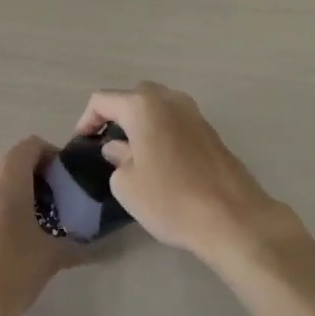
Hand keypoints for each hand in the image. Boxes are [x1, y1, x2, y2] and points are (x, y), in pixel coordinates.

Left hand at [0, 136, 76, 315]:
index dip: (53, 159)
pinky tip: (11, 237)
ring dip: (15, 194)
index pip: (34, 146)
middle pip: (13, 163)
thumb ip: (75, 242)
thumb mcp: (52, 254)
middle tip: (55, 205)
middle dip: (35, 179)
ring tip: (34, 224)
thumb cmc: (13, 269)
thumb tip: (94, 246)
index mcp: (5, 171)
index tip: (66, 182)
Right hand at [75, 83, 296, 264]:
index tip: (82, 144)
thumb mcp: (127, 185)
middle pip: (133, 97)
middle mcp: (170, 100)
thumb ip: (117, 159)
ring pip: (158, 107)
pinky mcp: (211, 131)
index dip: (87, 120)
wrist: (232, 218)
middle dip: (116, 115)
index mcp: (143, 106)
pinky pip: (176, 122)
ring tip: (132, 152)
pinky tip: (160, 160)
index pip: (103, 100)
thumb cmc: (171, 199)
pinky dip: (162, 132)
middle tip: (106, 143)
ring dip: (141, 123)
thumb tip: (119, 149)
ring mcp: (194, 113)